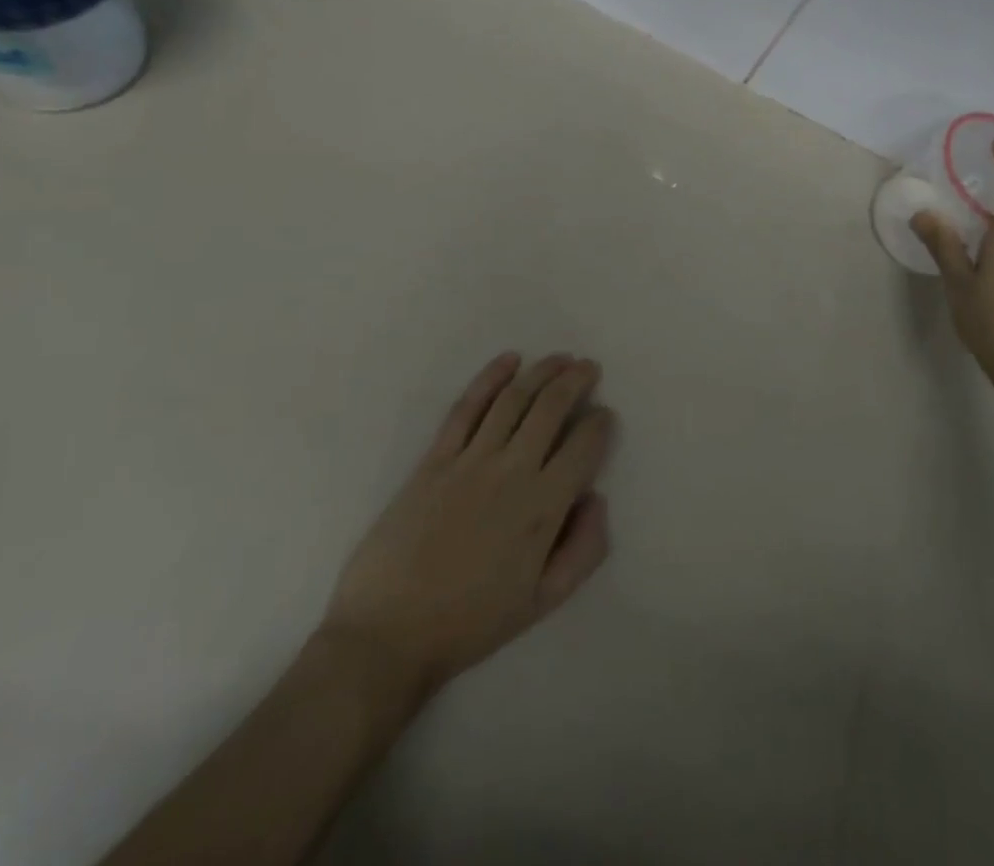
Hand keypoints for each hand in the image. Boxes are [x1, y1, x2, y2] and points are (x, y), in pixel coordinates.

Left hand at [320, 353, 614, 695]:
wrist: (389, 634)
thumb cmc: (471, 623)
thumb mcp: (543, 602)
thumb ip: (584, 550)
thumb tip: (597, 498)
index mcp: (543, 506)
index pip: (584, 446)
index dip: (600, 424)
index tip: (604, 415)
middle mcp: (512, 470)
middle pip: (551, 408)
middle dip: (576, 380)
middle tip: (588, 367)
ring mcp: (470, 460)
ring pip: (514, 399)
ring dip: (542, 371)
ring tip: (560, 358)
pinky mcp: (435, 458)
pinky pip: (466, 407)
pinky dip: (490, 378)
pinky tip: (509, 360)